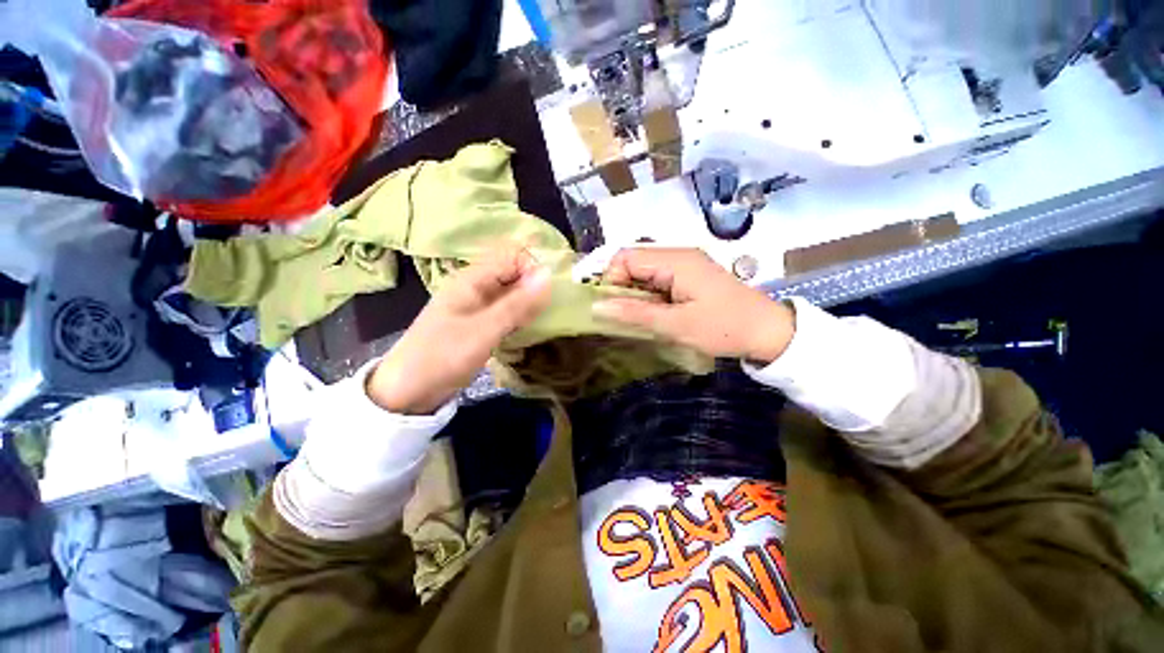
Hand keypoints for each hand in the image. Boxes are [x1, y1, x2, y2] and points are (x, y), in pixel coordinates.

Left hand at [368, 246, 551, 413]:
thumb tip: (547, 275)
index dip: (532, 269)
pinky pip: (507, 312)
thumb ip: (516, 304)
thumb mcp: (483, 330)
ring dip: (529, 303)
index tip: (548, 294)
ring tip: (544, 319)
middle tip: (550, 309)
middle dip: (534, 287)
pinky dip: (521, 316)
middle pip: (513, 274)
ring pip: (512, 295)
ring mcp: (479, 307)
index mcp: (472, 280)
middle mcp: (476, 288)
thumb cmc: (442, 356)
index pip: (512, 257)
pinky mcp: (481, 325)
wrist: (409, 391)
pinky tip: (530, 328)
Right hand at [594, 248, 794, 363]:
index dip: (610, 279)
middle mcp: (678, 254)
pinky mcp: (689, 275)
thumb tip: (596, 307)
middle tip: (620, 315)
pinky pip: (656, 279)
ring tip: (635, 317)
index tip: (609, 307)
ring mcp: (685, 264)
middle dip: (620, 287)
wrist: (767, 331)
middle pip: (633, 261)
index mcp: (675, 260)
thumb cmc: (723, 328)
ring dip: (633, 292)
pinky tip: (651, 313)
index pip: (626, 257)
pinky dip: (647, 294)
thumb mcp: (676, 325)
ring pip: (643, 271)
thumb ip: (634, 314)